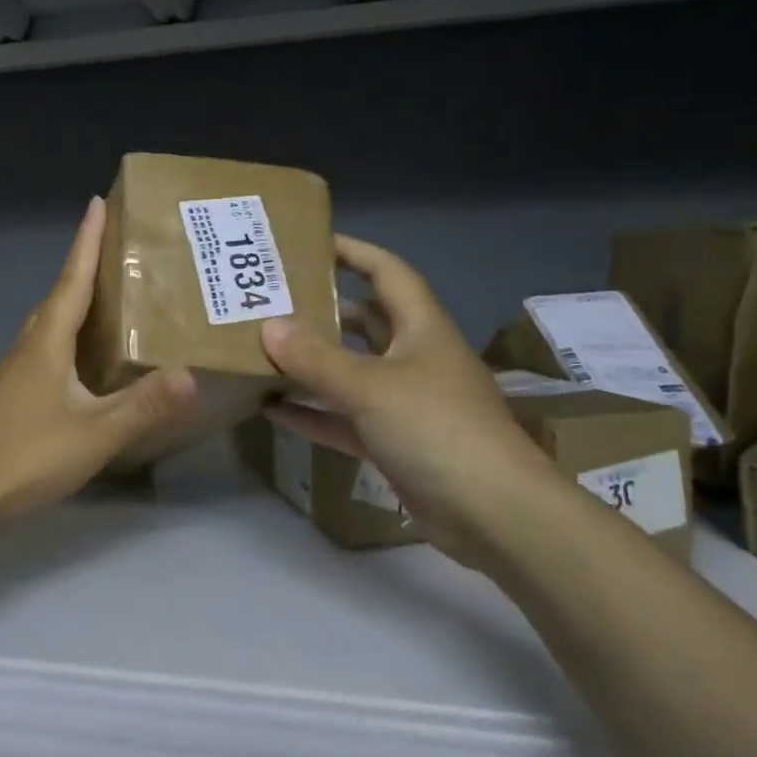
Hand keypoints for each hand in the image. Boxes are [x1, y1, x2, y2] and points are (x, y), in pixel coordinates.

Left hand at [0, 197, 196, 529]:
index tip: (96, 203)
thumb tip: (190, 373)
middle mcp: (27, 349)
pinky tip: (80, 365)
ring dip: (73, 306)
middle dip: (82, 270)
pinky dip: (65, 341)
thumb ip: (142, 405)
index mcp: (46, 343)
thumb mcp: (95, 433)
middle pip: (57, 298)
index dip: (86, 242)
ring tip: (105, 303)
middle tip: (113, 253)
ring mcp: (13, 375)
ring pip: (47, 327)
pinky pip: (43, 353)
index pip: (71, 280)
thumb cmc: (26, 457)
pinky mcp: (9, 399)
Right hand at [259, 235, 560, 543]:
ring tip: (263, 351)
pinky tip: (273, 409)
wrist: (494, 513)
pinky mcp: (395, 442)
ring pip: (351, 372)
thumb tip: (268, 327)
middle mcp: (414, 358)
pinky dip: (314, 413)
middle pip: (365, 322)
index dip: (352, 252)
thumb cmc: (437, 429)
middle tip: (272, 302)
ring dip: (312, 365)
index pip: (387, 272)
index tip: (309, 242)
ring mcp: (405, 403)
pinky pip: (346, 419)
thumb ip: (316, 358)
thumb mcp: (371, 387)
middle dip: (322, 310)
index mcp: (421, 328)